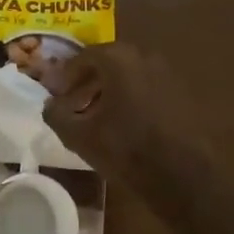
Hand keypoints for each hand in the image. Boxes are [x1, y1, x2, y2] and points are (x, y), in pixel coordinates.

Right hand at [42, 44, 207, 191]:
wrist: (183, 176)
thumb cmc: (125, 148)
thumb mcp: (79, 135)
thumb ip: (56, 114)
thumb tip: (50, 105)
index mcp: (118, 59)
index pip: (83, 56)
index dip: (65, 75)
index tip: (54, 93)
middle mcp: (145, 57)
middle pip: (108, 63)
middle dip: (86, 82)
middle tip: (71, 103)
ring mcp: (168, 75)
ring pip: (129, 76)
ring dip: (109, 92)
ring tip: (94, 117)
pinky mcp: (183, 95)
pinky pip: (147, 89)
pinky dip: (131, 99)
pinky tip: (122, 125)